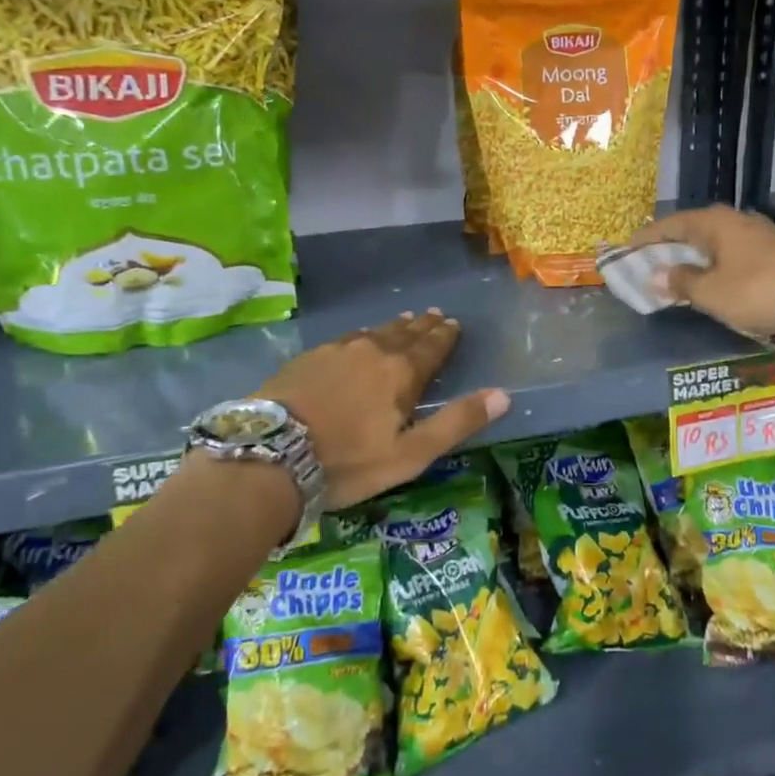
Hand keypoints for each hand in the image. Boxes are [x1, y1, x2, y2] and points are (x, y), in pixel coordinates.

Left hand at [259, 310, 509, 510]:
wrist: (271, 453)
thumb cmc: (349, 460)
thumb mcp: (411, 453)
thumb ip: (456, 422)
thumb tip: (502, 395)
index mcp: (401, 372)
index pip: (431, 347)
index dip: (445, 336)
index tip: (453, 323)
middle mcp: (372, 351)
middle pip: (404, 333)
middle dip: (422, 326)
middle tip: (433, 314)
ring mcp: (336, 351)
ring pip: (373, 332)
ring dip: (393, 327)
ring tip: (403, 321)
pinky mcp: (308, 358)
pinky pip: (345, 339)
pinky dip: (361, 336)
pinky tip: (357, 339)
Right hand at [633, 206, 774, 340]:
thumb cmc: (754, 290)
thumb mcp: (710, 292)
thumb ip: (681, 282)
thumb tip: (658, 275)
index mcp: (713, 223)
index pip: (670, 225)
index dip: (647, 238)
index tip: (628, 248)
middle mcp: (735, 219)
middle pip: (694, 229)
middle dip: (672, 245)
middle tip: (652, 260)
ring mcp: (759, 232)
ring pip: (716, 240)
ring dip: (696, 255)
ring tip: (681, 270)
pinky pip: (734, 251)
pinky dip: (718, 262)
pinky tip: (715, 276)